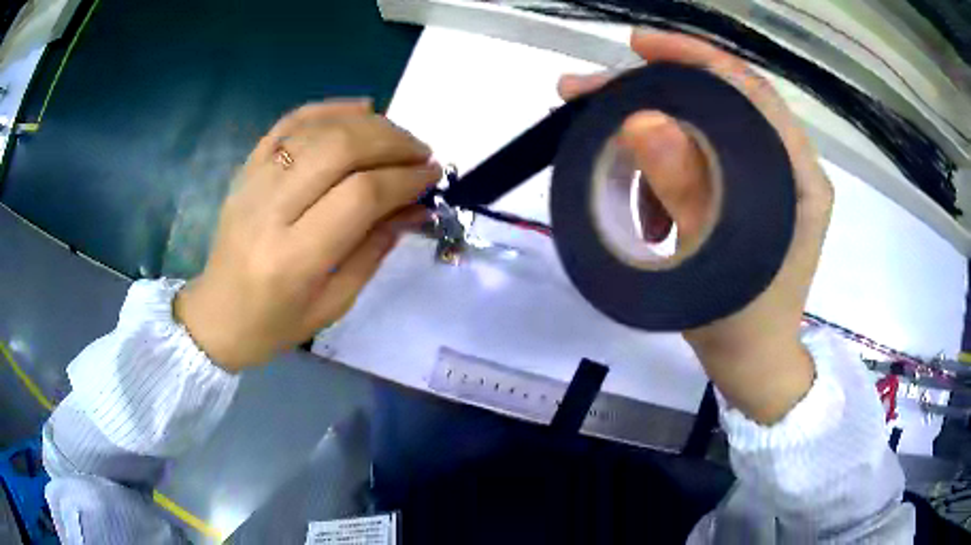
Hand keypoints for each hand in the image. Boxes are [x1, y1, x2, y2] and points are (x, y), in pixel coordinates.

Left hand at [174, 100, 439, 371]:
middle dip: (392, 143)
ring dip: (369, 124)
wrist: (217, 315)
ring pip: (318, 129)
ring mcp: (253, 182)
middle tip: (421, 153)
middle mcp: (270, 211)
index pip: (359, 196)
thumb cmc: (276, 323)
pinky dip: (328, 108)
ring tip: (397, 137)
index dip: (404, 179)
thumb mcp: (334, 303)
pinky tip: (360, 108)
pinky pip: (288, 123)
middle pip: (340, 150)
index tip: (432, 176)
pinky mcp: (246, 169)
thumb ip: (374, 249)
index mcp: (293, 258)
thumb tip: (416, 207)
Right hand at [559, 31, 833, 423]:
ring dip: (653, 145)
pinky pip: (698, 161)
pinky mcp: (747, 194)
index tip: (638, 46)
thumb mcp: (711, 262)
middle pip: (719, 102)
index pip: (748, 90)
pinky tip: (646, 211)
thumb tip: (641, 120)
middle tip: (591, 96)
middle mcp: (788, 166)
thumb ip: (685, 188)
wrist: (752, 366)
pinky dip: (663, 174)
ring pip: (702, 130)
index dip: (694, 58)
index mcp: (798, 175)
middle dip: (653, 96)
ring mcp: (768, 179)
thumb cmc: (742, 328)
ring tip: (617, 178)